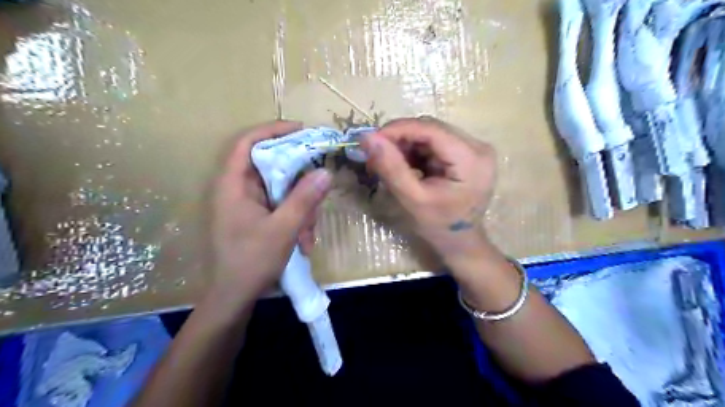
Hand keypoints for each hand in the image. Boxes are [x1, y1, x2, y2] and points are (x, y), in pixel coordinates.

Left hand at [211, 121, 332, 297]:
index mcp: (233, 185)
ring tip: (308, 234)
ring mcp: (248, 204)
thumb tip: (325, 172)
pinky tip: (303, 241)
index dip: (272, 130)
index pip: (247, 143)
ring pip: (281, 189)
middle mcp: (238, 189)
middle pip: (272, 166)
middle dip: (299, 182)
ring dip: (301, 208)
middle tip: (318, 193)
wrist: (235, 298)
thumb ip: (304, 199)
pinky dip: (296, 219)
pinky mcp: (256, 217)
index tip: (301, 130)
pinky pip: (281, 206)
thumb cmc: (251, 261)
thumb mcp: (283, 229)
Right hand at [359, 116, 495, 264]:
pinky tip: (405, 167)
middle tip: (375, 155)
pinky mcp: (467, 153)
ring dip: (406, 146)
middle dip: (400, 139)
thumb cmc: (439, 227)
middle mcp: (478, 146)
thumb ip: (391, 168)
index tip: (370, 140)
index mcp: (471, 158)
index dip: (398, 129)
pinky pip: (434, 143)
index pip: (431, 129)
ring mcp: (474, 149)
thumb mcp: (412, 199)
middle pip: (431, 129)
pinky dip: (415, 152)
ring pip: (430, 134)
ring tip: (388, 164)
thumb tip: (367, 137)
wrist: (461, 243)